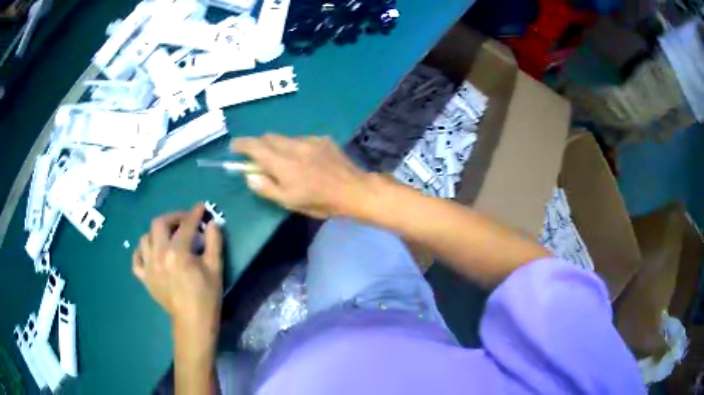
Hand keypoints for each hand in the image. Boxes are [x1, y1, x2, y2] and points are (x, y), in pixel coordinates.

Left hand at [132, 205, 222, 334]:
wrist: (193, 322)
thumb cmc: (207, 296)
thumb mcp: (216, 268)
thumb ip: (214, 242)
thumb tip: (213, 224)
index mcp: (177, 252)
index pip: (186, 225)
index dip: (195, 214)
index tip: (201, 207)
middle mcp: (158, 255)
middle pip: (159, 223)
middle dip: (173, 217)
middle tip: (184, 221)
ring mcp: (148, 267)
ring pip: (145, 238)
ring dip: (157, 232)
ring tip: (167, 237)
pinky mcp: (145, 278)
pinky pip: (136, 260)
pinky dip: (141, 252)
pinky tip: (150, 252)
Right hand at [231, 134, 370, 217]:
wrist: (354, 190)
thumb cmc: (319, 201)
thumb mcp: (289, 201)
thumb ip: (266, 187)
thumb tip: (249, 175)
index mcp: (282, 162)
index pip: (255, 146)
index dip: (241, 144)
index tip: (234, 146)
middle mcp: (293, 145)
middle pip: (269, 137)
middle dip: (259, 144)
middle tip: (259, 158)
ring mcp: (310, 140)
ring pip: (286, 138)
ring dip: (279, 146)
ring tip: (287, 162)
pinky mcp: (323, 139)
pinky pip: (302, 139)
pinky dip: (296, 147)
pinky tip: (307, 160)